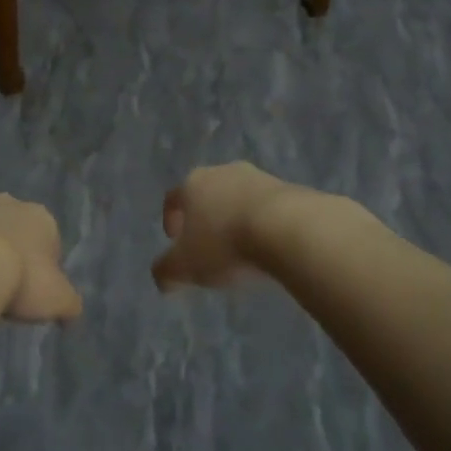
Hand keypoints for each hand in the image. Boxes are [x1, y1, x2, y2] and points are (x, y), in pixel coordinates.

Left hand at [0, 194, 82, 322]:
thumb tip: (71, 315)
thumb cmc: (22, 281)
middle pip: (12, 226)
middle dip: (9, 247)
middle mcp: (6, 204)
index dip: (43, 266)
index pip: (48, 239)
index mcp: (40, 217)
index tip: (33, 291)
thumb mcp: (60, 301)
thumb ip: (70, 304)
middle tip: (3, 283)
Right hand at [152, 162, 301, 289]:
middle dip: (205, 218)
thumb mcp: (186, 266)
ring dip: (235, 219)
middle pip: (207, 194)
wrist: (288, 228)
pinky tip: (267, 246)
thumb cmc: (226, 243)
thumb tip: (162, 278)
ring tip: (241, 248)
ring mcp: (258, 177)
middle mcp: (223, 172)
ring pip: (238, 198)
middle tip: (207, 245)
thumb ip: (166, 271)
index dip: (170, 218)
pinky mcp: (288, 189)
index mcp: (193, 184)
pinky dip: (262, 223)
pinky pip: (267, 207)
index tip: (174, 240)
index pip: (173, 198)